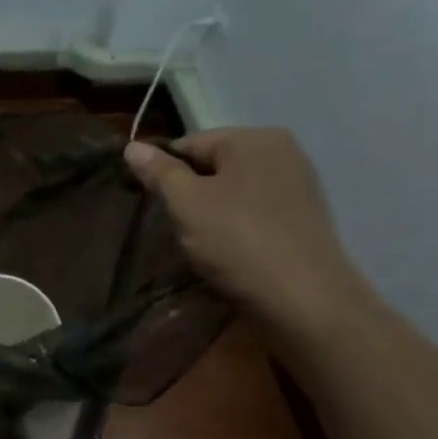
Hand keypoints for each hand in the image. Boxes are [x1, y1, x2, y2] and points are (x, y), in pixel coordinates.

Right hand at [125, 128, 372, 338]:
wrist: (304, 300)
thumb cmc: (238, 241)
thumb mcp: (186, 203)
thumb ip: (158, 172)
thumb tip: (133, 146)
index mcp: (254, 138)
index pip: (190, 144)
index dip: (164, 174)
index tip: (154, 206)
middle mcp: (283, 151)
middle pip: (214, 166)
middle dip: (190, 194)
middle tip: (179, 229)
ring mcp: (298, 185)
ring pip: (234, 191)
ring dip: (212, 213)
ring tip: (203, 245)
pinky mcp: (305, 217)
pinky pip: (255, 212)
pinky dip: (237, 227)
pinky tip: (231, 253)